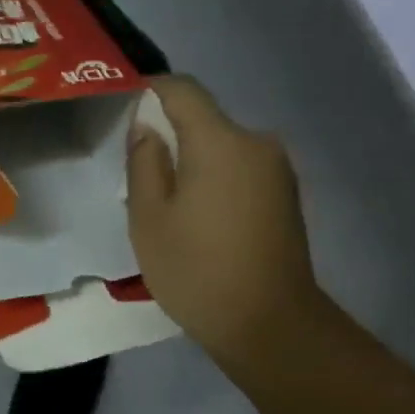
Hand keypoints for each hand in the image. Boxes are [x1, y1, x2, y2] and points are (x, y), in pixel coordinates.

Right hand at [126, 76, 325, 363]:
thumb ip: (144, 162)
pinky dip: (219, 180)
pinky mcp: (288, 195)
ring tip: (173, 207)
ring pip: (225, 147)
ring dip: (196, 162)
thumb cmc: (199, 272)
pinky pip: (243, 170)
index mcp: (220, 140)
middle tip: (142, 177)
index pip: (182, 89)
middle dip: (172, 136)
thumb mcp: (149, 219)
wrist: (271, 324)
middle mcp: (257, 142)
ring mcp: (279, 170)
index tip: (126, 112)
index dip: (150, 91)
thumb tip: (148, 127)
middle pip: (206, 120)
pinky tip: (205, 221)